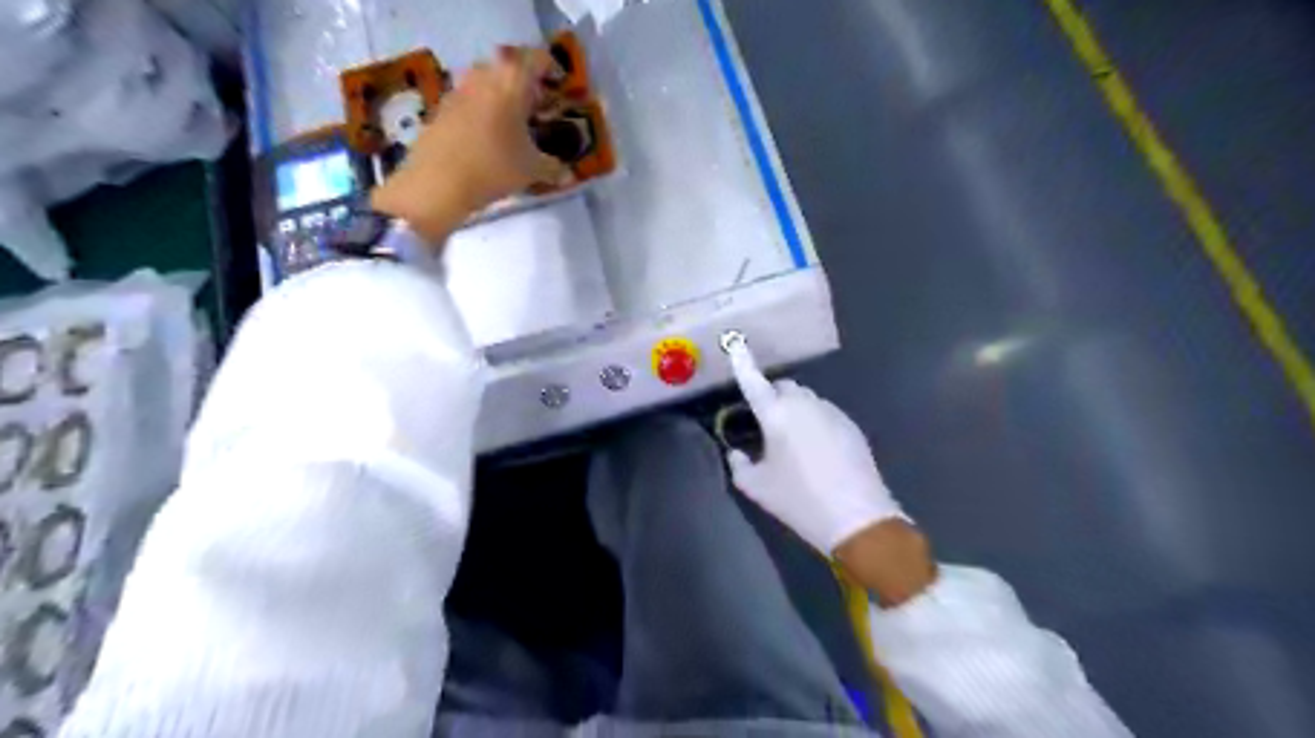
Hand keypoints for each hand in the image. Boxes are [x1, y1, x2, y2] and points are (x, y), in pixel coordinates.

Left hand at [373, 46, 573, 245]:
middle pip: (510, 68)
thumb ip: (553, 168)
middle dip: (526, 86)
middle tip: (538, 109)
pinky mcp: (441, 107)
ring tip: (513, 127)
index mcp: (512, 80)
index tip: (559, 90)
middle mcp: (485, 75)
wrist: (438, 182)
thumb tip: (567, 174)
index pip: (538, 60)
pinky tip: (488, 139)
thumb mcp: (532, 170)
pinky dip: (482, 112)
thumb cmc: (494, 167)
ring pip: (487, 83)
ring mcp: (459, 89)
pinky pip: (470, 101)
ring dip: (501, 98)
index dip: (552, 72)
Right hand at [731, 344, 906, 551]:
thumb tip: (737, 451)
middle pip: (784, 387)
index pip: (754, 381)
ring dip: (795, 410)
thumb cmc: (798, 500)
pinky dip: (814, 421)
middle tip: (766, 424)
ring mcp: (832, 412)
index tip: (736, 344)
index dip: (743, 363)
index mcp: (776, 414)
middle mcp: (805, 404)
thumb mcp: (756, 487)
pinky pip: (825, 413)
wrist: (857, 517)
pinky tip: (817, 451)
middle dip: (772, 397)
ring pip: (806, 399)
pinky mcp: (850, 425)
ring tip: (793, 442)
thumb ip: (738, 464)